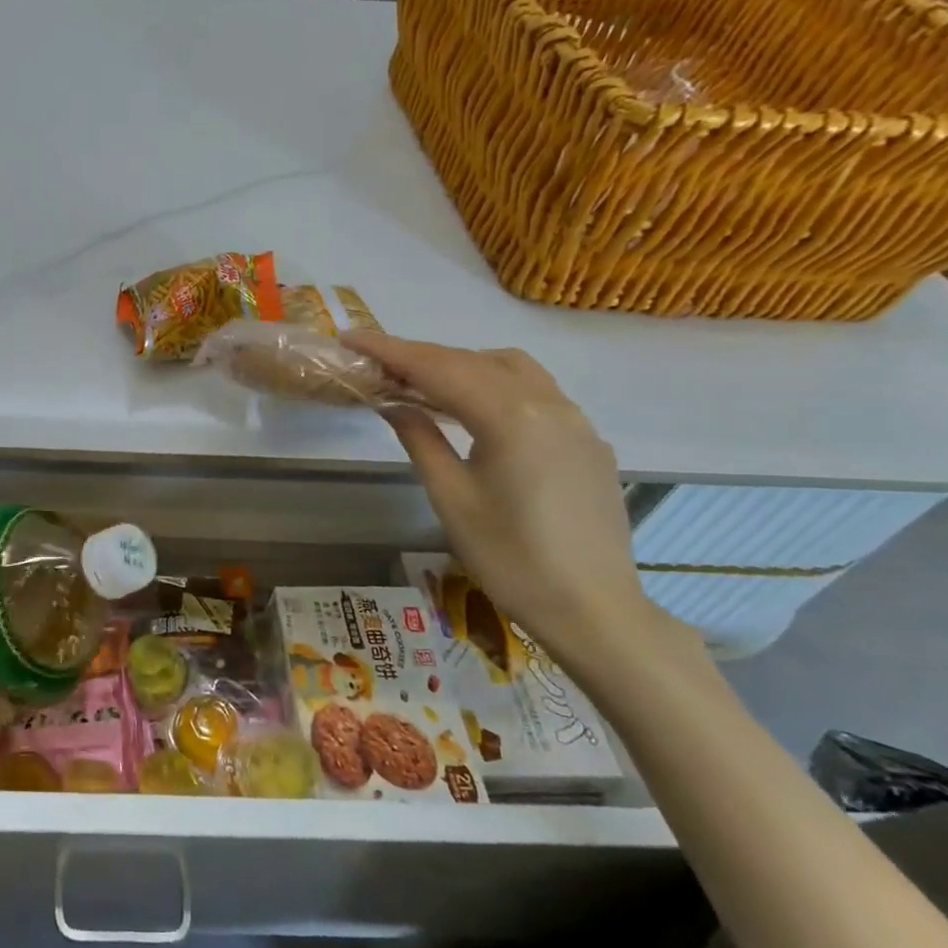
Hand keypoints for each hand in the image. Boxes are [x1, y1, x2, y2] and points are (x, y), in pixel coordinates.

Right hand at [343, 333, 698, 675]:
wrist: (595, 611)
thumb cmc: (511, 559)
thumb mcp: (451, 498)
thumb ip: (420, 439)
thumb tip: (394, 404)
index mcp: (510, 416)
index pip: (438, 368)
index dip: (390, 350)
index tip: (351, 337)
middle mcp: (548, 403)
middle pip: (473, 361)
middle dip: (422, 357)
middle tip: (378, 365)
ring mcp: (575, 420)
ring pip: (511, 368)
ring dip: (463, 366)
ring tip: (424, 385)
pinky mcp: (588, 440)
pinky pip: (536, 392)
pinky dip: (495, 386)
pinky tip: (476, 413)